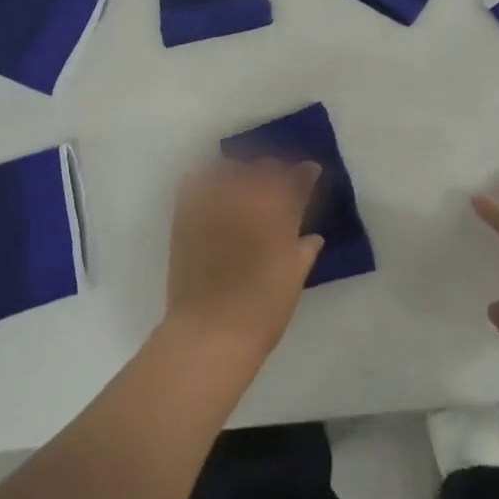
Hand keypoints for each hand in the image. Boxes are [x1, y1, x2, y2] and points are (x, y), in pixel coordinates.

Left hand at [164, 157, 322, 361]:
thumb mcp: (293, 280)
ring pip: (231, 168)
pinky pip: (197, 181)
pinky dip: (208, 179)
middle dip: (274, 172)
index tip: (309, 172)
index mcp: (280, 212)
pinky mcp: (186, 212)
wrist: (209, 331)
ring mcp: (215, 202)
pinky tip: (214, 191)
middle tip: (276, 185)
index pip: (298, 179)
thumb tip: (312, 237)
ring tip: (243, 186)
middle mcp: (249, 197)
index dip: (305, 173)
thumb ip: (303, 251)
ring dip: (242, 173)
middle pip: (264, 167)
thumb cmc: (262, 311)